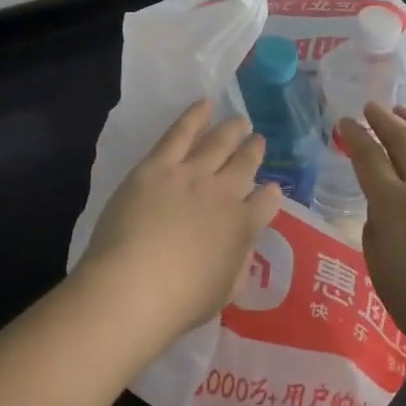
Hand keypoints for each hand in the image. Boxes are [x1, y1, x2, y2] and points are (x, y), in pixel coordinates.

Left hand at [74, 100, 284, 358]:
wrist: (135, 285)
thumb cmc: (179, 302)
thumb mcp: (224, 292)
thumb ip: (238, 265)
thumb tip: (243, 248)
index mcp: (243, 227)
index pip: (266, 203)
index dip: (270, 195)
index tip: (270, 189)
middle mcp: (224, 193)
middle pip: (245, 164)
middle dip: (254, 151)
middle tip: (257, 140)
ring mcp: (192, 174)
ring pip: (218, 142)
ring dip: (232, 129)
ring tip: (240, 121)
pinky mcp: (159, 165)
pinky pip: (181, 132)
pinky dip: (195, 115)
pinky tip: (205, 103)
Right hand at [341, 102, 405, 367]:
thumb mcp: (385, 282)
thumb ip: (376, 240)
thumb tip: (380, 214)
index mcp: (394, 207)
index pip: (369, 159)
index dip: (355, 137)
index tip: (345, 122)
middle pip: (404, 141)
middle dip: (384, 120)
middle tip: (372, 107)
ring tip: (404, 112)